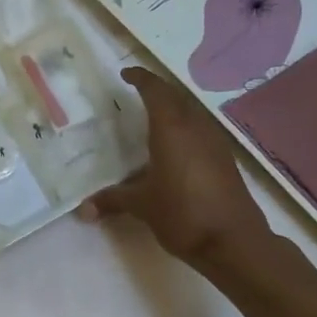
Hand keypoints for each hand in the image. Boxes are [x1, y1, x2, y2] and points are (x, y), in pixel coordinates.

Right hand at [79, 67, 276, 268]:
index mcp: (172, 129)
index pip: (155, 90)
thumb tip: (82, 209)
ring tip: (152, 118)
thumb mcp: (142, 205)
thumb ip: (112, 200)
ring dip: (173, 109)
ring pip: (191, 113)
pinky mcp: (224, 160)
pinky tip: (173, 147)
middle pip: (176, 97)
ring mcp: (214, 143)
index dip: (140, 78)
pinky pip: (200, 131)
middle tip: (135, 94)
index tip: (126, 74)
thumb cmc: (183, 213)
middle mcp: (195, 128)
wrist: (234, 242)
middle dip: (157, 90)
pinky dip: (184, 128)